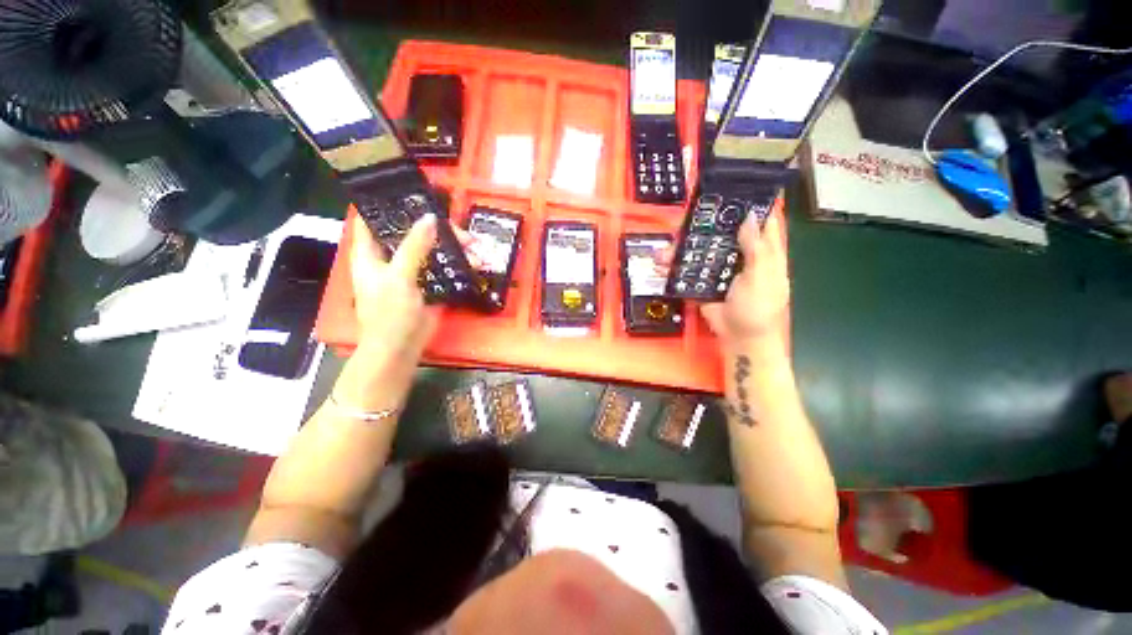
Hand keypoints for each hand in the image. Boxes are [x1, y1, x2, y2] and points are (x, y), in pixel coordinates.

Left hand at [349, 213, 479, 361]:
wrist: (402, 347)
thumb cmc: (389, 313)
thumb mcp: (399, 277)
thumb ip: (414, 248)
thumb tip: (430, 219)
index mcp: (371, 252)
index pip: (375, 218)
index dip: (390, 204)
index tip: (413, 194)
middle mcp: (390, 257)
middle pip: (412, 232)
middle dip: (436, 229)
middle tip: (461, 231)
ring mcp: (412, 270)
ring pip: (431, 249)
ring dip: (452, 246)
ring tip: (474, 248)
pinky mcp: (428, 283)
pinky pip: (443, 266)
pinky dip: (457, 262)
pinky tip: (473, 261)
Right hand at [658, 211, 790, 357]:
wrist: (740, 337)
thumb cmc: (759, 307)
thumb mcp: (761, 276)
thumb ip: (756, 248)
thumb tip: (749, 216)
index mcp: (763, 251)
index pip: (760, 221)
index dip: (751, 204)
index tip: (735, 187)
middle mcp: (740, 255)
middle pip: (725, 233)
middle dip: (709, 223)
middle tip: (691, 211)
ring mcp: (720, 269)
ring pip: (703, 250)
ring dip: (686, 245)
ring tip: (667, 243)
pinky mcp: (703, 281)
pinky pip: (689, 270)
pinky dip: (675, 266)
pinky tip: (661, 262)